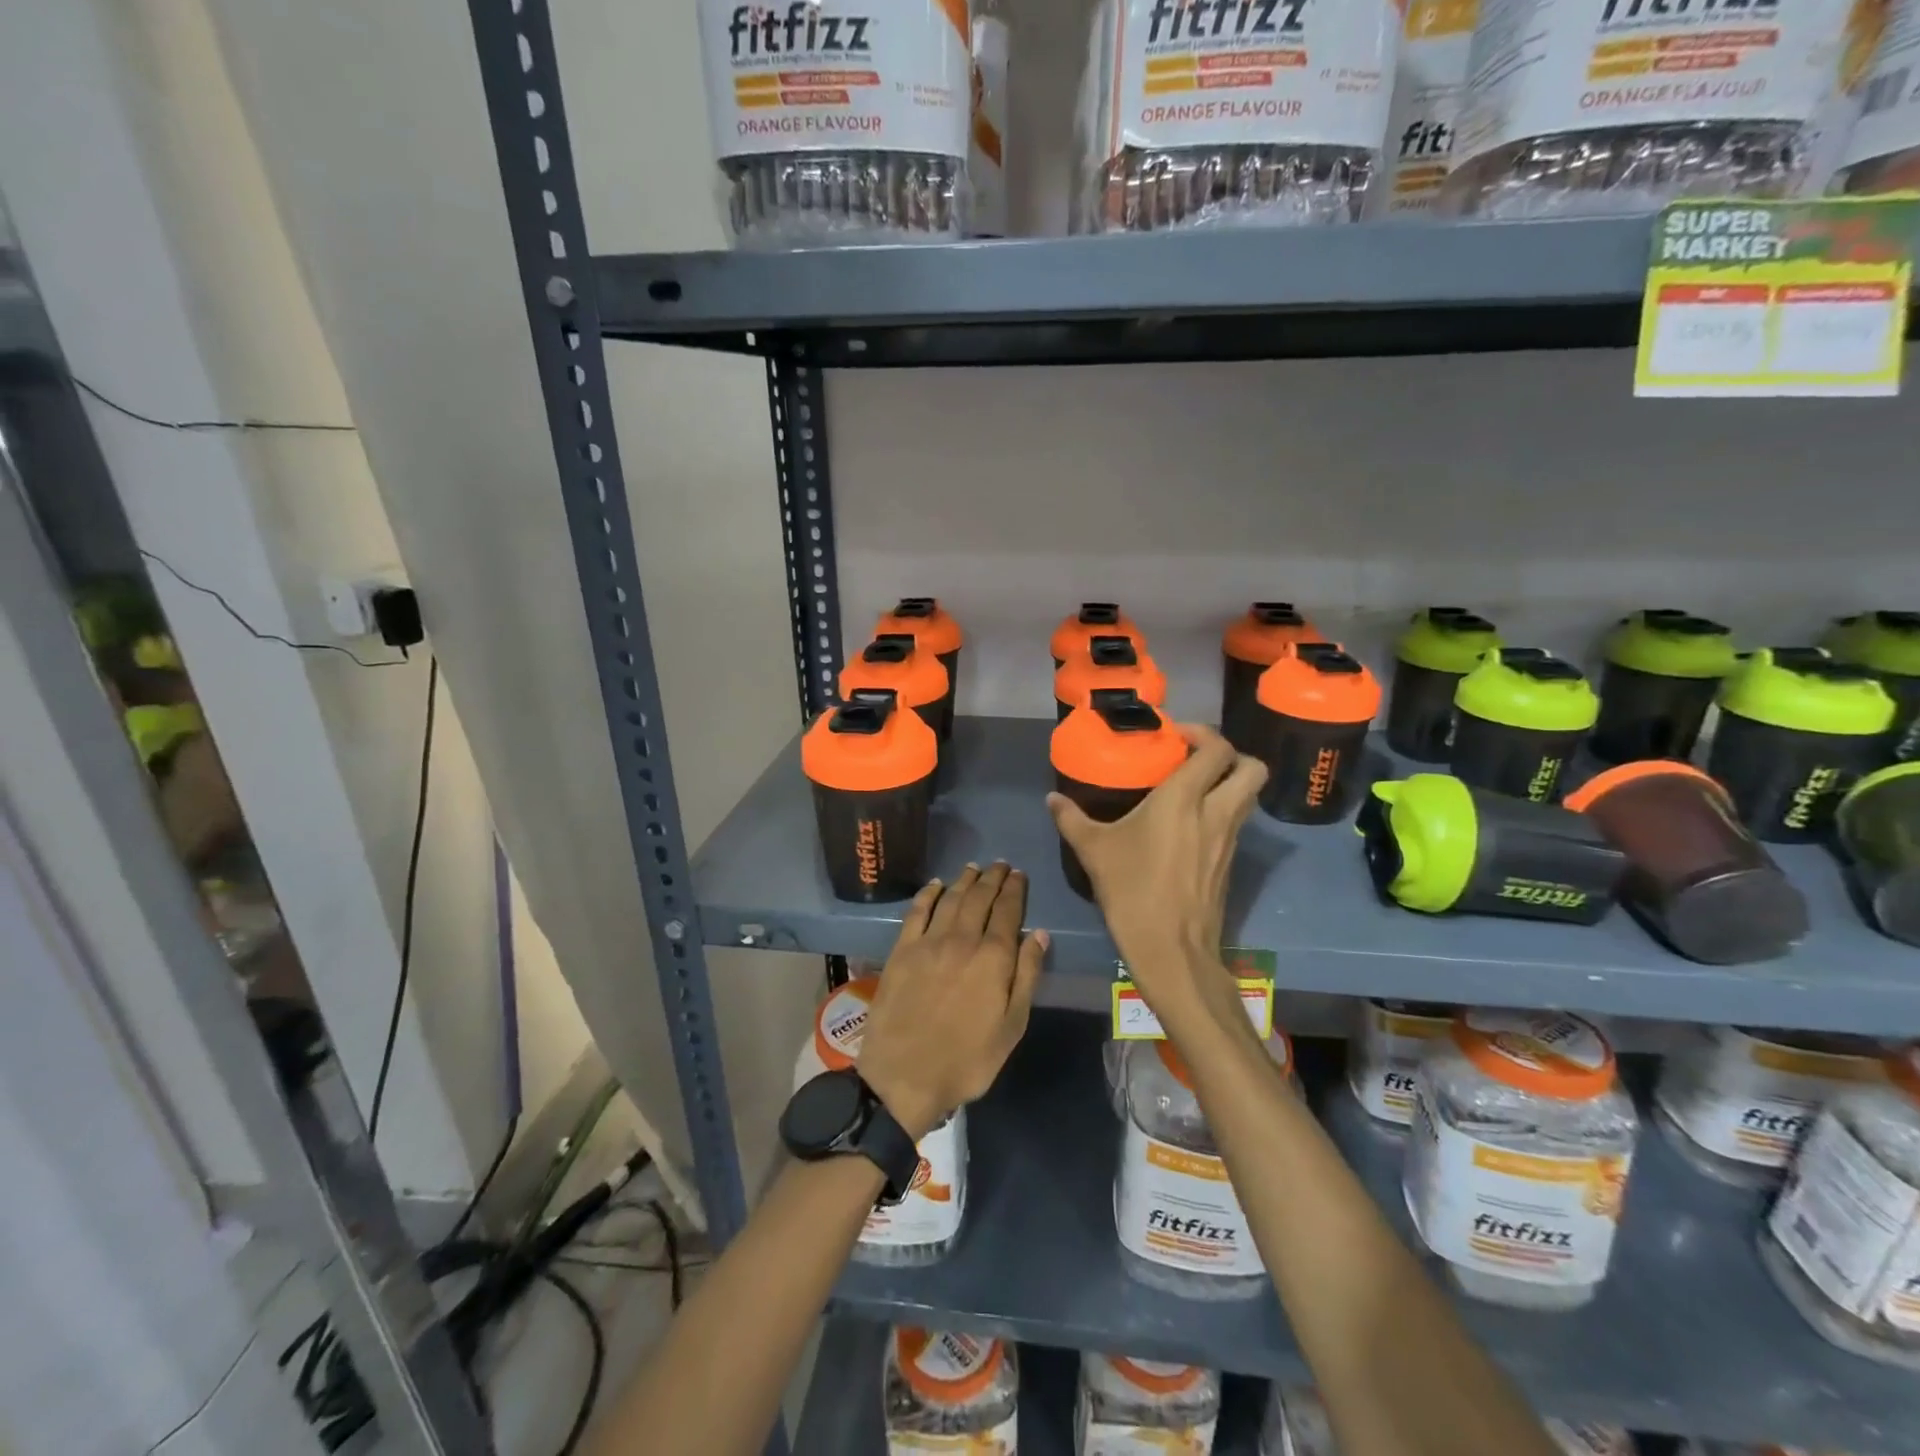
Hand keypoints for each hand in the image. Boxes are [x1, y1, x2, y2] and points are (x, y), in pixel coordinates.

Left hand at [857, 863, 1046, 1139]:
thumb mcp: (1011, 1027)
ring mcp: (928, 942)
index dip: (1015, 890)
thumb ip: (1027, 976)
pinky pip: (917, 911)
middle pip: (979, 898)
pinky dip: (929, 893)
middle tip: (1000, 865)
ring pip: (951, 899)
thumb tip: (1039, 934)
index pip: (1008, 912)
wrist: (904, 1075)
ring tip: (975, 868)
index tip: (1019, 874)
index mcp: (993, 958)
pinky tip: (936, 885)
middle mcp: (962, 940)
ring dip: (965, 880)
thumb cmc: (967, 1059)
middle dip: (992, 878)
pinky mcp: (901, 950)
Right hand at [1047, 725, 1263, 1015]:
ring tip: (1193, 789)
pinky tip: (1190, 825)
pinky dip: (1223, 812)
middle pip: (1252, 767)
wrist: (1171, 950)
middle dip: (1232, 755)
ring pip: (1249, 796)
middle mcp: (1216, 812)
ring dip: (1229, 783)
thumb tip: (1052, 799)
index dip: (1202, 733)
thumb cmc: (1132, 891)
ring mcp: (1229, 839)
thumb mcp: (1094, 851)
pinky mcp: (1230, 863)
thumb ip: (1072, 819)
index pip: (1217, 749)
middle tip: (1196, 759)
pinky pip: (1237, 823)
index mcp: (1184, 799)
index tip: (1175, 737)